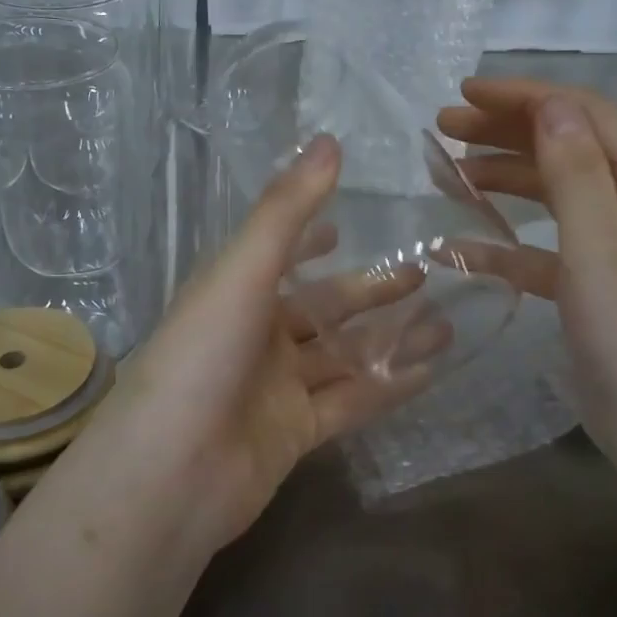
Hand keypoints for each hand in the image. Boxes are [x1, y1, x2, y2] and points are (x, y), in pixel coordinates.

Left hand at [66, 136, 430, 555]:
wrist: (171, 475)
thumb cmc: (201, 357)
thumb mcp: (242, 273)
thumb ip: (287, 211)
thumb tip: (329, 141)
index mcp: (233, 295)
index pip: (276, 256)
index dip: (308, 238)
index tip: (345, 225)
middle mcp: (254, 338)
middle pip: (321, 308)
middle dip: (368, 292)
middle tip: (422, 273)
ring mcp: (275, 389)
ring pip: (342, 355)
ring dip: (390, 338)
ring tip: (445, 320)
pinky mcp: (296, 434)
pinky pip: (351, 402)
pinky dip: (388, 385)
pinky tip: (431, 369)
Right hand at [437, 78, 616, 469]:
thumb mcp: (600, 246)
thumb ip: (574, 172)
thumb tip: (551, 103)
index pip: (585, 116)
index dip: (526, 97)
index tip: (465, 94)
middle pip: (566, 147)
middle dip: (506, 131)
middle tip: (445, 127)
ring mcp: (612, 247)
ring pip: (551, 193)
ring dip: (502, 178)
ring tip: (448, 172)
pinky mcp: (589, 286)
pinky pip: (540, 249)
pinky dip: (503, 243)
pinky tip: (459, 248)